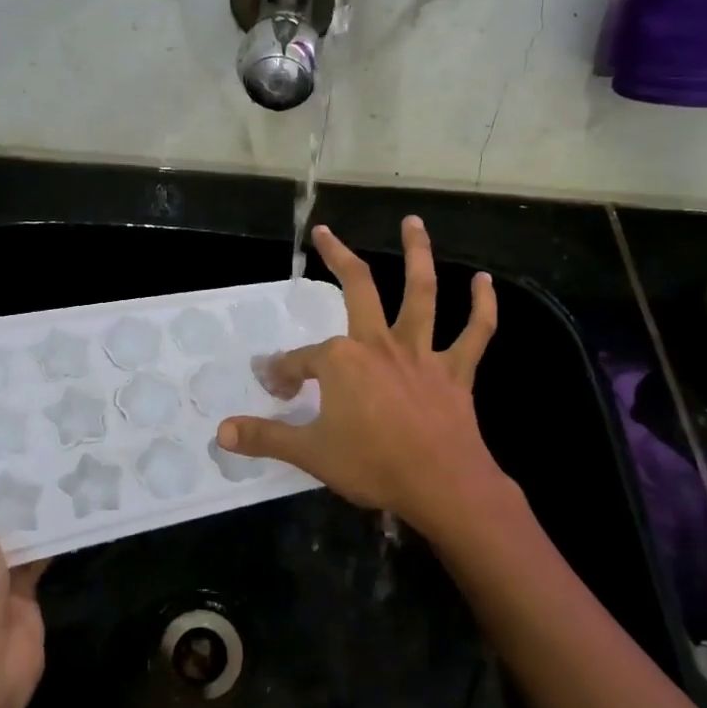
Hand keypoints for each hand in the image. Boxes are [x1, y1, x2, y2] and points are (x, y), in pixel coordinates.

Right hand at [217, 218, 511, 539]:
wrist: (441, 486)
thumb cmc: (372, 465)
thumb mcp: (309, 453)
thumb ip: (265, 437)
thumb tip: (221, 432)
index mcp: (341, 361)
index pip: (300, 360)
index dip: (284, 373)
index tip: (277, 388)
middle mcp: (379, 344)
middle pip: (358, 289)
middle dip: (337, 257)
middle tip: (324, 232)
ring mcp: (420, 353)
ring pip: (421, 294)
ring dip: (418, 255)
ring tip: (414, 222)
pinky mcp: (455, 370)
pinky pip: (475, 333)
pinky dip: (483, 306)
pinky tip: (485, 281)